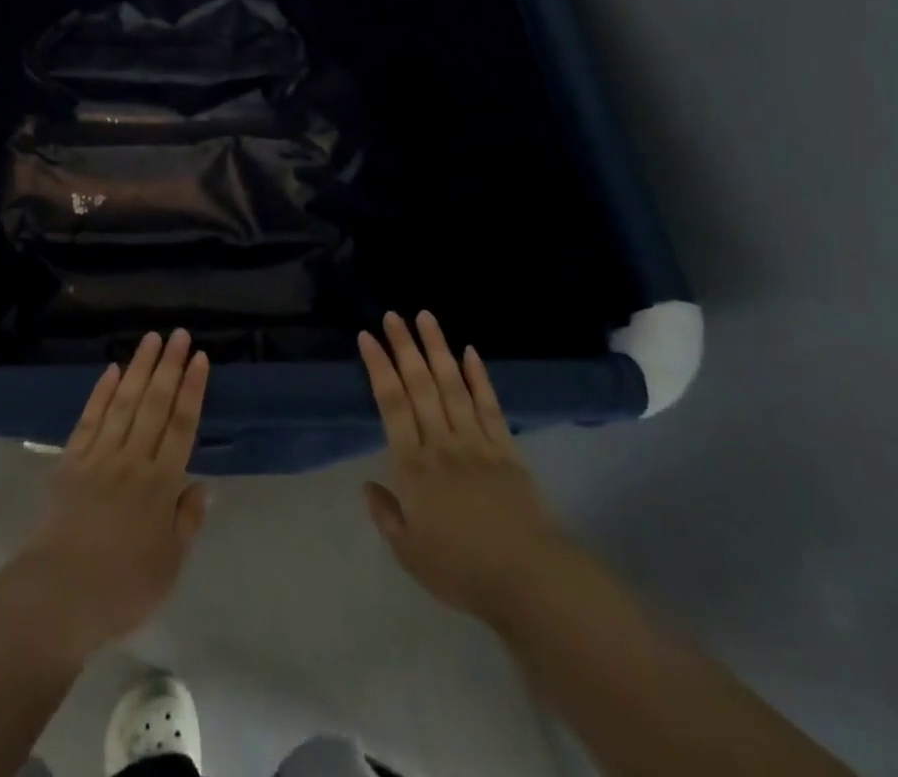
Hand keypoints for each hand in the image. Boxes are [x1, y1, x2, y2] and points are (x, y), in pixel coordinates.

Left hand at [11, 329, 210, 659]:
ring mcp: (100, 455)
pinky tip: (112, 370)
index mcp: (161, 484)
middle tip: (178, 334)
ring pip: (124, 401)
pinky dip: (101, 392)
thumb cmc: (122, 588)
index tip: (199, 358)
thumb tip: (201, 484)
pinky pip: (90, 418)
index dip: (192, 389)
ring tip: (151, 338)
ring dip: (139, 367)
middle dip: (169, 366)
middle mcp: (133, 459)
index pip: (182, 425)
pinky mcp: (71, 460)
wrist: (58, 595)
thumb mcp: (169, 566)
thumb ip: (187, 521)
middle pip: (154, 403)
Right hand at [360, 310, 567, 625]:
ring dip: (438, 349)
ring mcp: (476, 442)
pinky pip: (490, 406)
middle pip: (420, 385)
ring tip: (426, 317)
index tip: (367, 337)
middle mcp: (441, 443)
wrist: (529, 582)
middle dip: (404, 347)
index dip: (378, 367)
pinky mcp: (506, 450)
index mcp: (413, 466)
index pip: (391, 404)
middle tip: (393, 315)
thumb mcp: (410, 553)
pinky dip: (479, 377)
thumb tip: (367, 485)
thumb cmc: (462, 570)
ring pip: (453, 385)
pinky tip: (470, 352)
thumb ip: (386, 515)